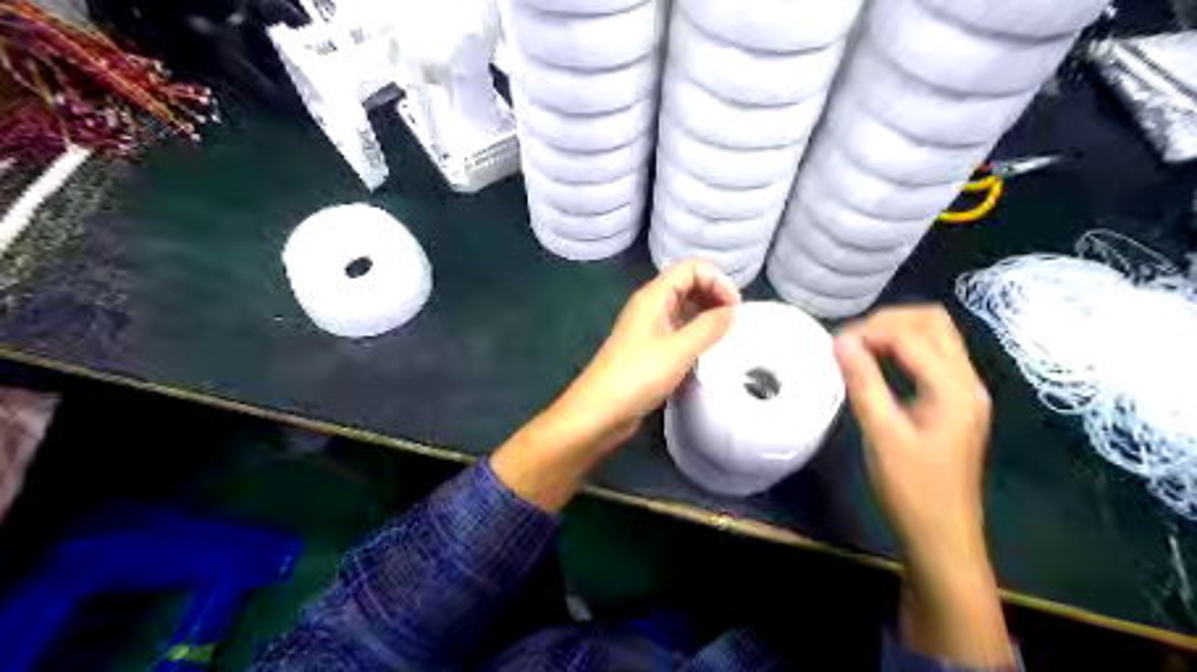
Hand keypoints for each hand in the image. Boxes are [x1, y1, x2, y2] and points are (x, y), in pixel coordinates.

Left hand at [549, 260, 740, 447]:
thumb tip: (732, 312)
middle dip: (714, 296)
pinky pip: (678, 331)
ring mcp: (648, 329)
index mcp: (654, 296)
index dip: (717, 280)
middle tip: (734, 323)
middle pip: (688, 285)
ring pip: (684, 309)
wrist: (599, 412)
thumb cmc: (637, 376)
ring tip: (726, 338)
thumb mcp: (679, 350)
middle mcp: (650, 306)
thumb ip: (709, 327)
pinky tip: (708, 354)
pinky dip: (695, 335)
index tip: (735, 308)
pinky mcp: (648, 350)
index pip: (691, 268)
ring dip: (706, 317)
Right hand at [834, 305, 991, 555]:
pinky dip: (903, 349)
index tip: (834, 345)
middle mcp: (967, 382)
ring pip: (936, 336)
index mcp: (954, 389)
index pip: (912, 335)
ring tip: (859, 347)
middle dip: (889, 320)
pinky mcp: (955, 402)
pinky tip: (878, 363)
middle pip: (934, 322)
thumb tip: (840, 341)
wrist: (942, 535)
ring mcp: (965, 391)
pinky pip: (932, 357)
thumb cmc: (911, 489)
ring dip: (897, 331)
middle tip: (851, 340)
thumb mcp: (882, 435)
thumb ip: (863, 383)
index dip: (871, 331)